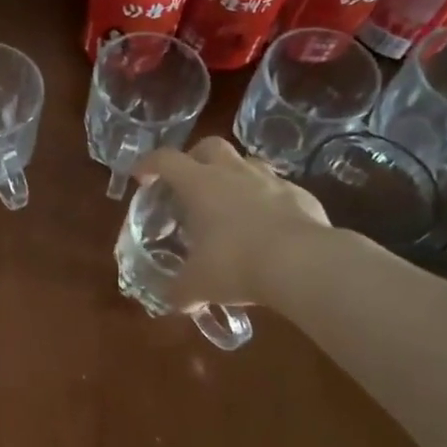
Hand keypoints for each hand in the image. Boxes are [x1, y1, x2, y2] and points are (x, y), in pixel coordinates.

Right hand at [134, 137, 332, 309]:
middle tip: (189, 183)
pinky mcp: (301, 195)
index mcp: (199, 184)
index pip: (165, 159)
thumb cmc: (236, 264)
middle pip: (209, 146)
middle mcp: (233, 172)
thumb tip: (173, 300)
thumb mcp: (198, 284)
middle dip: (195, 158)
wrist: (304, 264)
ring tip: (229, 204)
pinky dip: (267, 200)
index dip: (148, 164)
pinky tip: (267, 226)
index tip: (141, 178)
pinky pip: (278, 189)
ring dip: (233, 176)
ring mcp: (271, 180)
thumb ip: (180, 290)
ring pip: (246, 163)